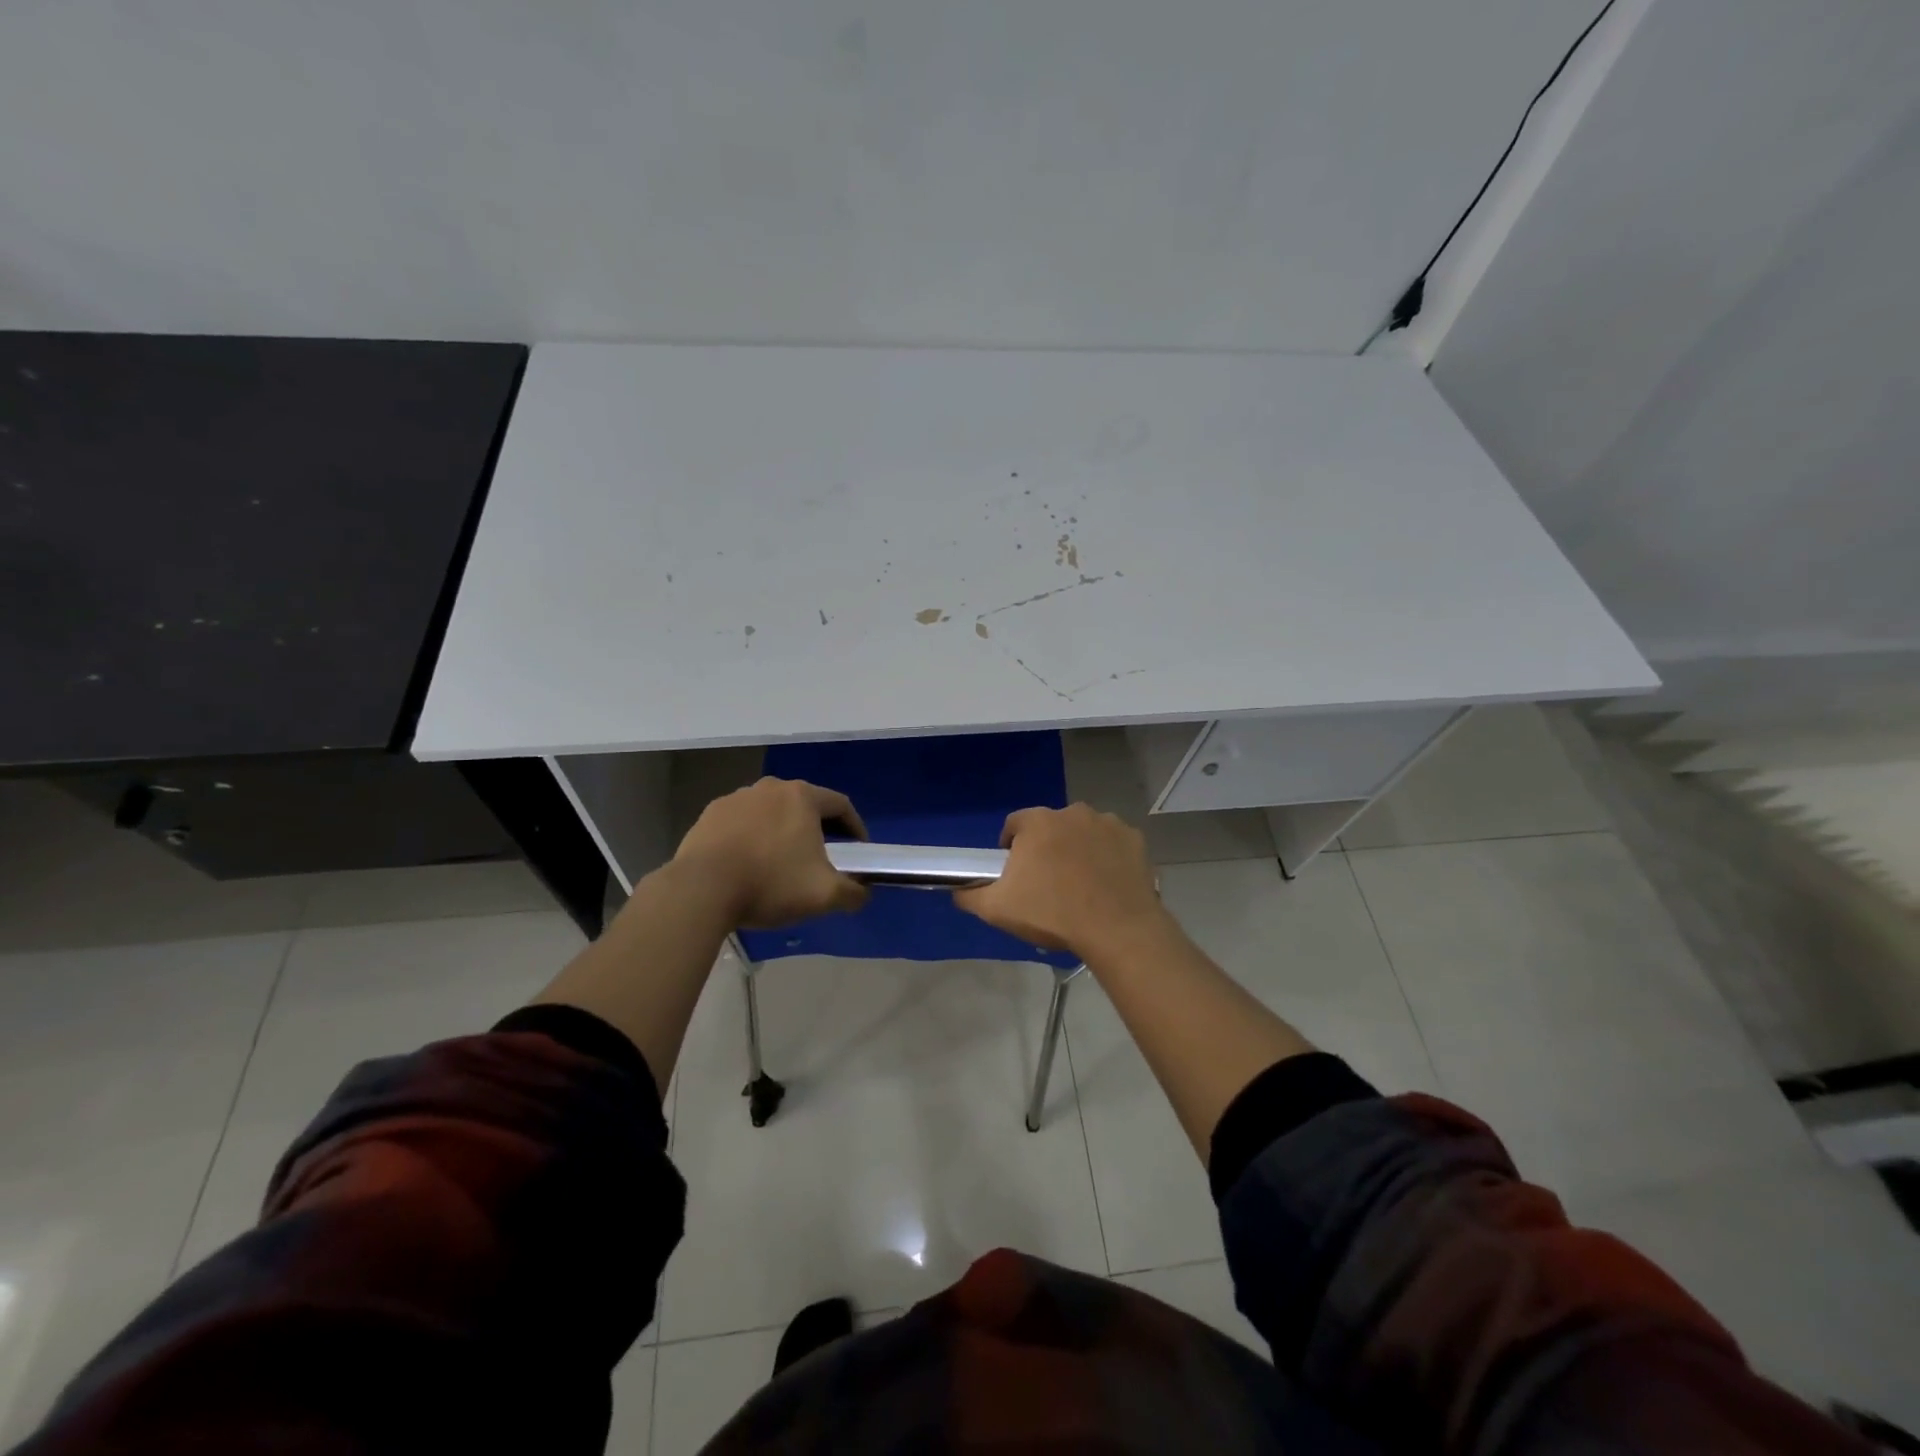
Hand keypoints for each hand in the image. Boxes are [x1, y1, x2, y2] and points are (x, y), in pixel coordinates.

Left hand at [671, 777, 869, 928]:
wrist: (701, 890)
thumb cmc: (770, 884)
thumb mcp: (824, 895)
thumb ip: (853, 892)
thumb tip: (863, 893)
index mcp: (802, 797)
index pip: (840, 805)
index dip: (855, 827)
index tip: (858, 851)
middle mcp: (770, 788)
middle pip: (804, 805)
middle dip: (818, 829)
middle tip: (823, 857)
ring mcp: (736, 798)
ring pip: (771, 812)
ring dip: (782, 832)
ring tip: (782, 863)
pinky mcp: (709, 815)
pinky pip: (742, 823)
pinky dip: (752, 838)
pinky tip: (748, 864)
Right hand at [953, 803, 1167, 959]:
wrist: (1117, 929)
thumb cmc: (1052, 913)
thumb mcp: (997, 909)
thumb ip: (970, 895)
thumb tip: (957, 890)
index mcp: (1037, 822)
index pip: (1014, 825)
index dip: (1011, 848)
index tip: (1016, 874)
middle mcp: (1072, 812)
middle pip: (1050, 827)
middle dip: (1046, 848)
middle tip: (1048, 883)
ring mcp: (1107, 822)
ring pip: (1083, 832)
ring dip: (1078, 849)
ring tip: (1080, 885)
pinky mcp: (1133, 838)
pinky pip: (1113, 843)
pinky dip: (1108, 857)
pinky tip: (1107, 883)